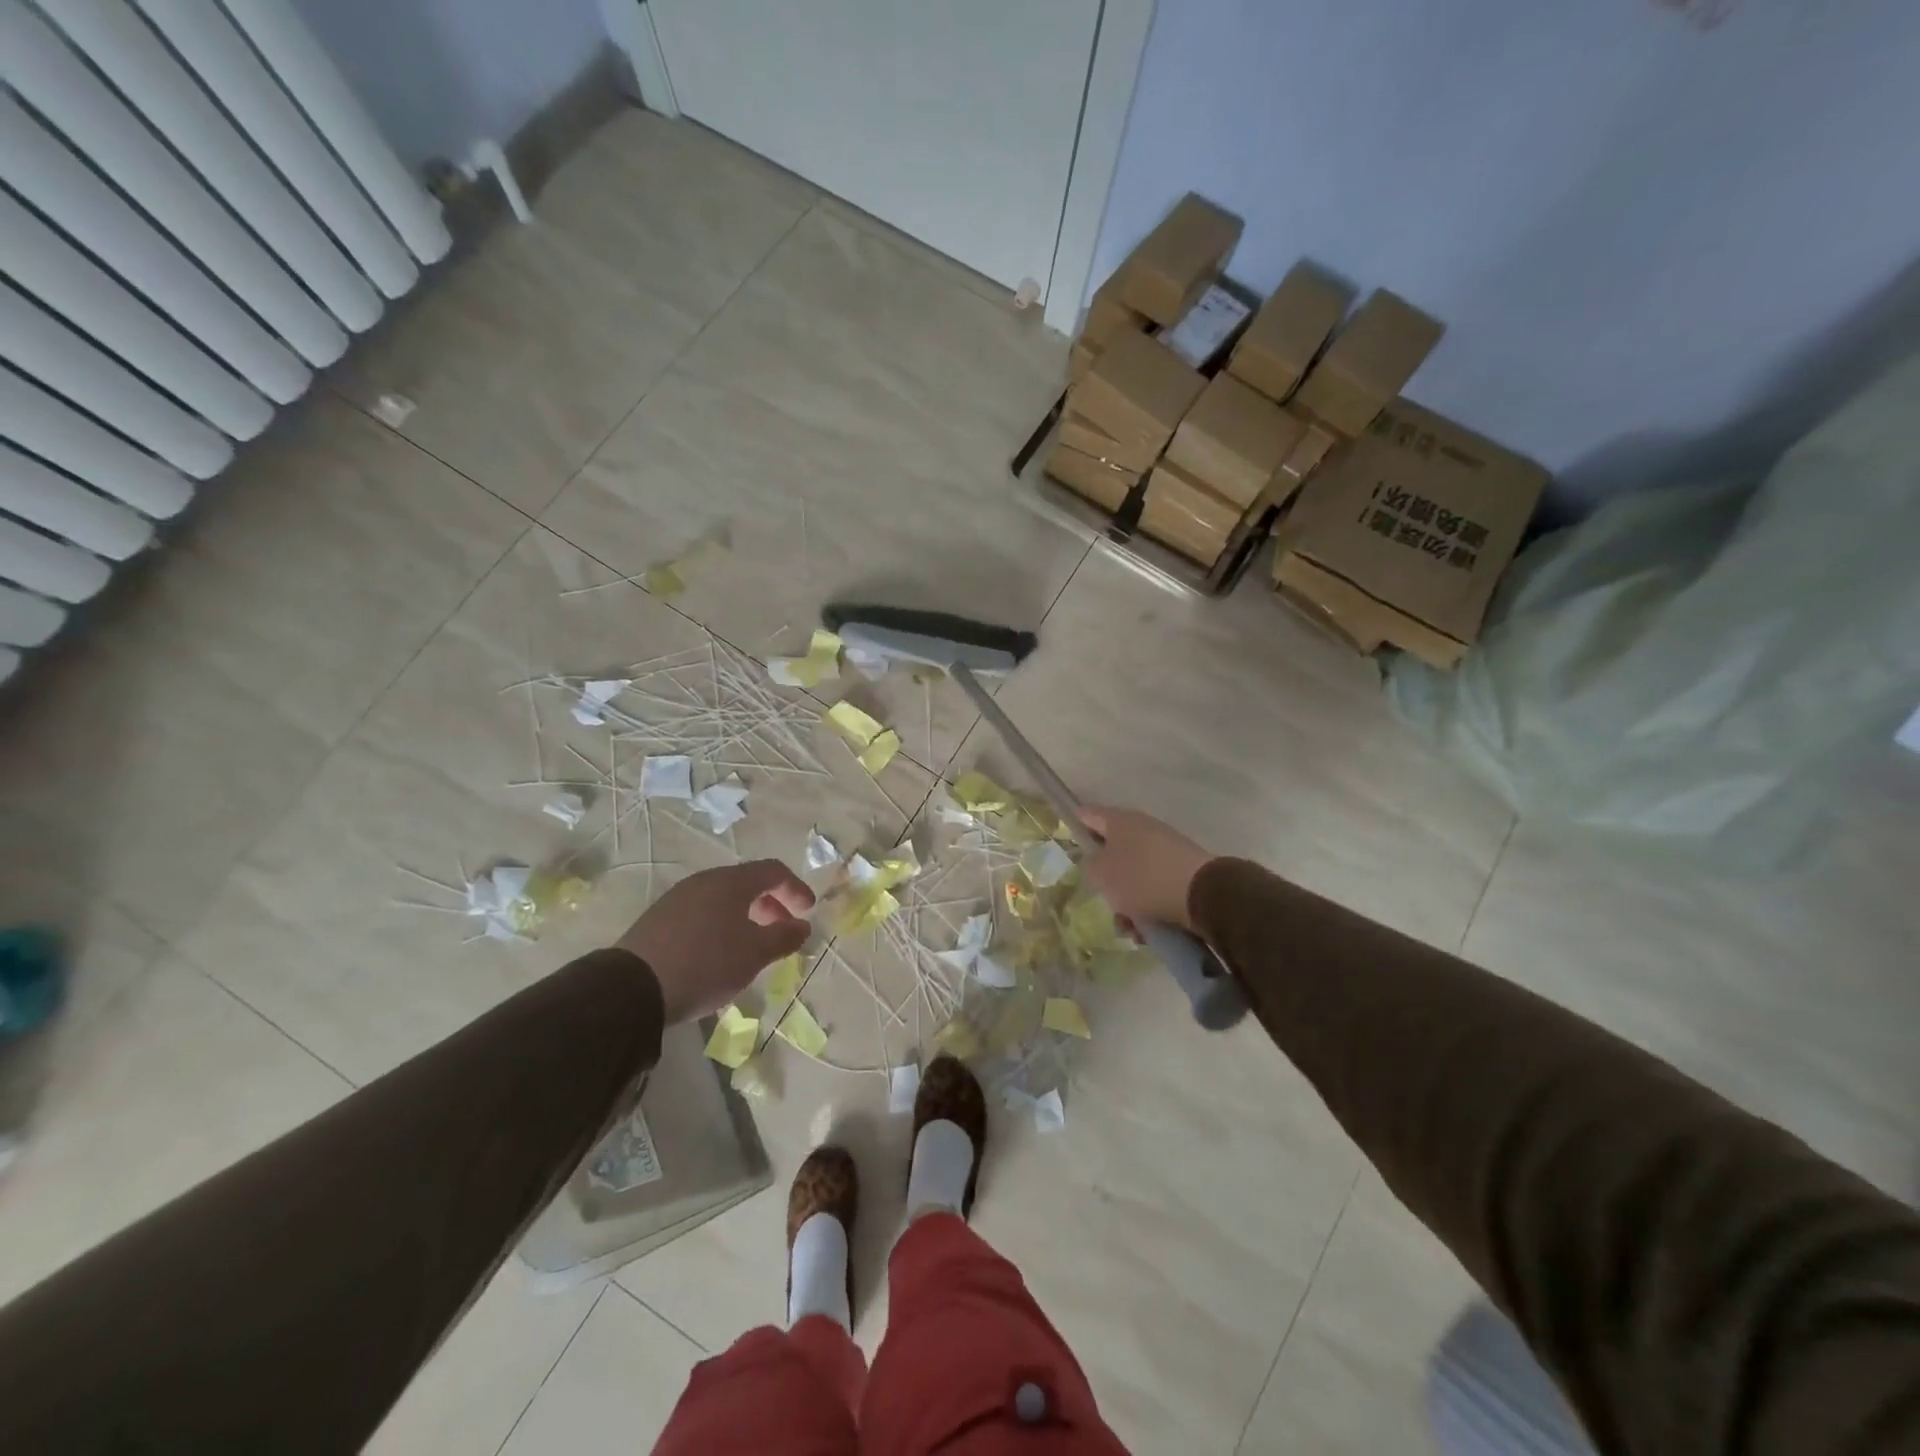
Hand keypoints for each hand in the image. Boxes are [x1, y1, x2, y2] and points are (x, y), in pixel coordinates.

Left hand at [615, 861, 814, 1023]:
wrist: (633, 989)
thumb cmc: (706, 964)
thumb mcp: (754, 954)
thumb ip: (784, 937)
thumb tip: (802, 926)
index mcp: (730, 881)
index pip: (773, 871)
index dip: (795, 888)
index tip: (808, 911)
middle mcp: (704, 881)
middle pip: (747, 883)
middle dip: (771, 904)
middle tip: (783, 930)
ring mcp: (677, 898)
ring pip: (723, 899)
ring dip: (746, 917)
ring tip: (753, 946)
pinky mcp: (659, 919)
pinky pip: (702, 913)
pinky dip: (722, 925)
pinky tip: (720, 953)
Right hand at [1080, 805, 1213, 934]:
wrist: (1202, 894)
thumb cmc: (1142, 879)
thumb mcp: (1102, 874)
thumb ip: (1090, 865)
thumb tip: (1095, 861)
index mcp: (1119, 821)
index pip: (1088, 815)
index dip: (1075, 827)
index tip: (1067, 844)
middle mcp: (1142, 828)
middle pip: (1113, 851)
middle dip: (1106, 881)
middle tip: (1103, 901)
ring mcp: (1165, 848)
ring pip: (1134, 875)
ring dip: (1128, 901)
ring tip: (1130, 928)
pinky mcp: (1183, 870)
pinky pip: (1155, 887)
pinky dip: (1149, 906)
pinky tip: (1148, 931)